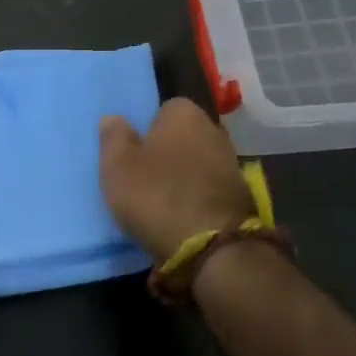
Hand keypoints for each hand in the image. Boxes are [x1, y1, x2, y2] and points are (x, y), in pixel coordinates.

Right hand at [100, 98, 254, 262]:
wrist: (212, 247)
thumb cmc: (156, 196)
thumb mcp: (117, 166)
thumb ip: (114, 138)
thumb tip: (114, 118)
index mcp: (184, 115)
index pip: (166, 108)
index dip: (148, 126)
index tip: (133, 150)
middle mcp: (214, 131)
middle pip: (185, 135)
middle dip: (168, 149)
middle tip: (144, 174)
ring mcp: (232, 164)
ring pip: (199, 161)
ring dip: (184, 174)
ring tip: (161, 198)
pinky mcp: (241, 196)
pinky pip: (210, 187)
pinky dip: (198, 196)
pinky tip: (182, 215)